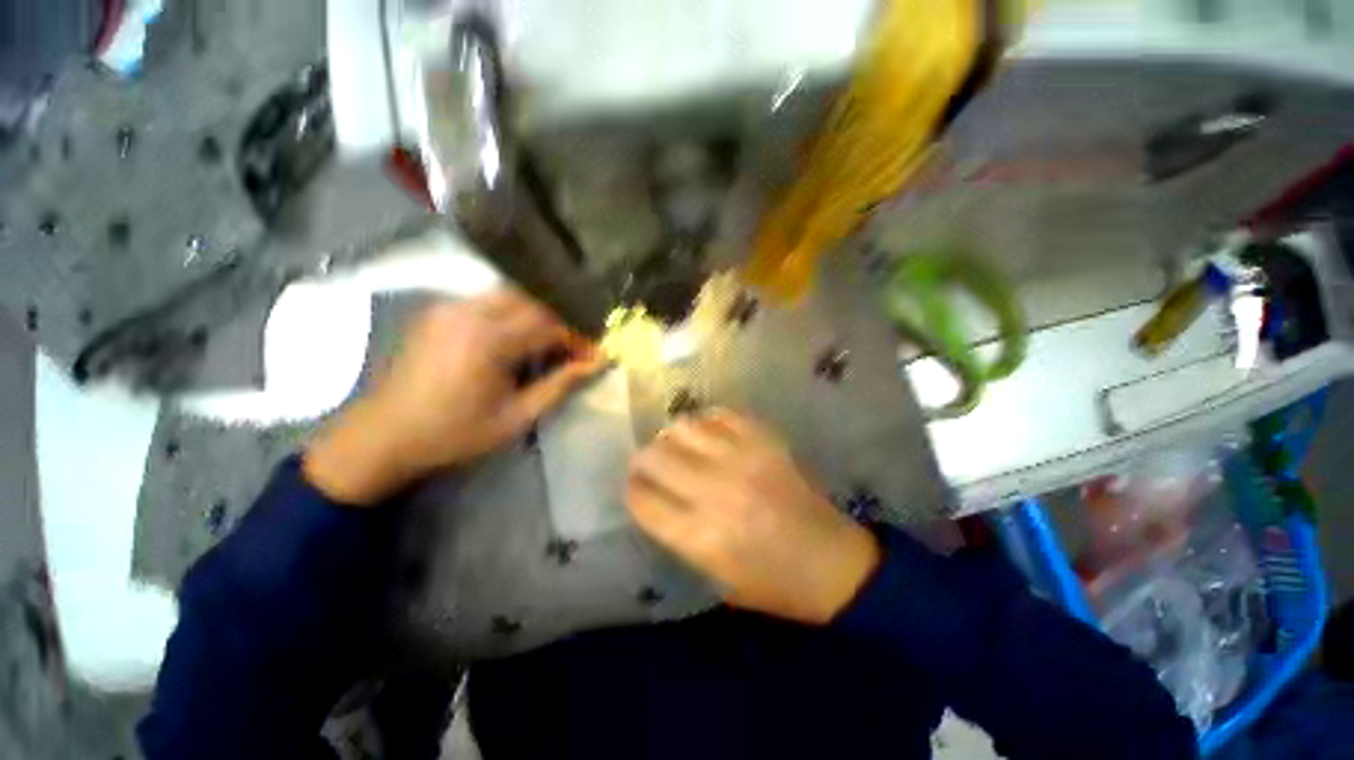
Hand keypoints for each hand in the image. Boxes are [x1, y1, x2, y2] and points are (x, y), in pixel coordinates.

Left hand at [305, 290, 604, 504]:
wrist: (383, 435)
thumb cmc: (454, 433)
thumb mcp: (516, 417)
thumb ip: (560, 385)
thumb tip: (597, 363)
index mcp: (489, 341)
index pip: (551, 324)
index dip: (578, 337)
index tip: (593, 355)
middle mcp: (469, 312)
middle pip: (534, 299)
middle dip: (562, 321)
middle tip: (574, 347)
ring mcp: (450, 307)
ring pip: (512, 295)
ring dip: (539, 314)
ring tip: (551, 343)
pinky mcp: (440, 311)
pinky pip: (489, 301)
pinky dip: (514, 313)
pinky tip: (518, 338)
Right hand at [627, 409, 879, 624]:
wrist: (832, 562)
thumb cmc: (773, 583)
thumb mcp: (716, 578)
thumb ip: (680, 536)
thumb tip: (656, 498)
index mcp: (700, 537)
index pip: (644, 501)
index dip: (631, 490)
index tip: (632, 486)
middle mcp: (715, 492)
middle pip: (656, 458)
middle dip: (642, 459)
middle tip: (646, 462)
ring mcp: (742, 460)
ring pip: (685, 428)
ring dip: (672, 436)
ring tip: (676, 444)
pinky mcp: (765, 442)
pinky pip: (722, 415)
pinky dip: (707, 420)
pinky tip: (707, 432)